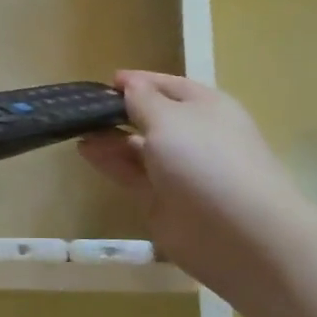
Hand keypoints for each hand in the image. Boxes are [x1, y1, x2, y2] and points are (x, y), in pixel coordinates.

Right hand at [79, 71, 310, 295]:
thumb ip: (143, 100)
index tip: (106, 81)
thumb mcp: (169, 118)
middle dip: (120, 111)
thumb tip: (130, 84)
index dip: (139, 82)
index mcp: (206, 107)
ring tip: (76, 128)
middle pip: (152, 117)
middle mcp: (194, 136)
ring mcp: (179, 171)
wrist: (239, 235)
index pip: (168, 86)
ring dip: (109, 137)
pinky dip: (109, 162)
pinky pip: (131, 175)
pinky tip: (85, 150)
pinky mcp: (163, 201)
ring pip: (138, 148)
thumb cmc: (206, 160)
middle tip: (82, 108)